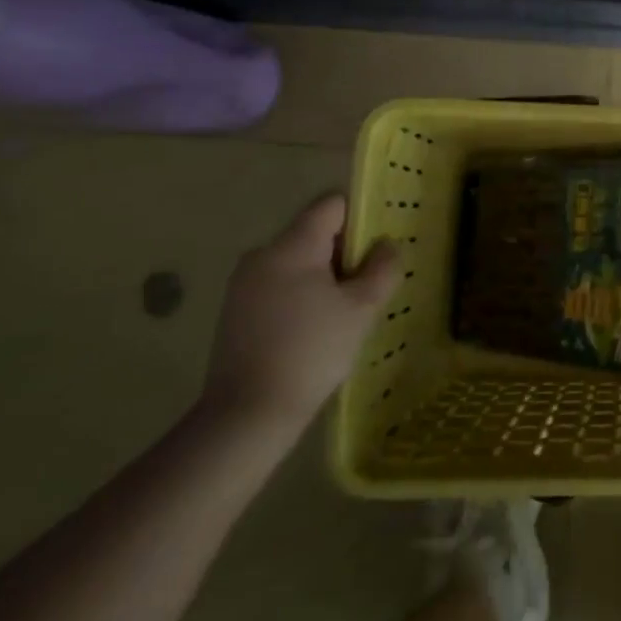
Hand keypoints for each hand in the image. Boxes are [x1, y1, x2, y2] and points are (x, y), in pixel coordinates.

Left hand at [202, 194, 396, 436]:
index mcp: (291, 247)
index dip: (360, 219)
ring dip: (323, 276)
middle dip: (343, 253)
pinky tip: (313, 329)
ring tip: (342, 312)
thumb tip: (385, 245)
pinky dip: (301, 295)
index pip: (331, 205)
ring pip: (297, 261)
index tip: (376, 250)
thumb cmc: (312, 352)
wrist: (247, 415)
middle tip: (366, 287)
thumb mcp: (362, 309)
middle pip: (314, 233)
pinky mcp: (235, 311)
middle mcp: (261, 255)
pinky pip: (279, 285)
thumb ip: (382, 268)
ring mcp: (243, 284)